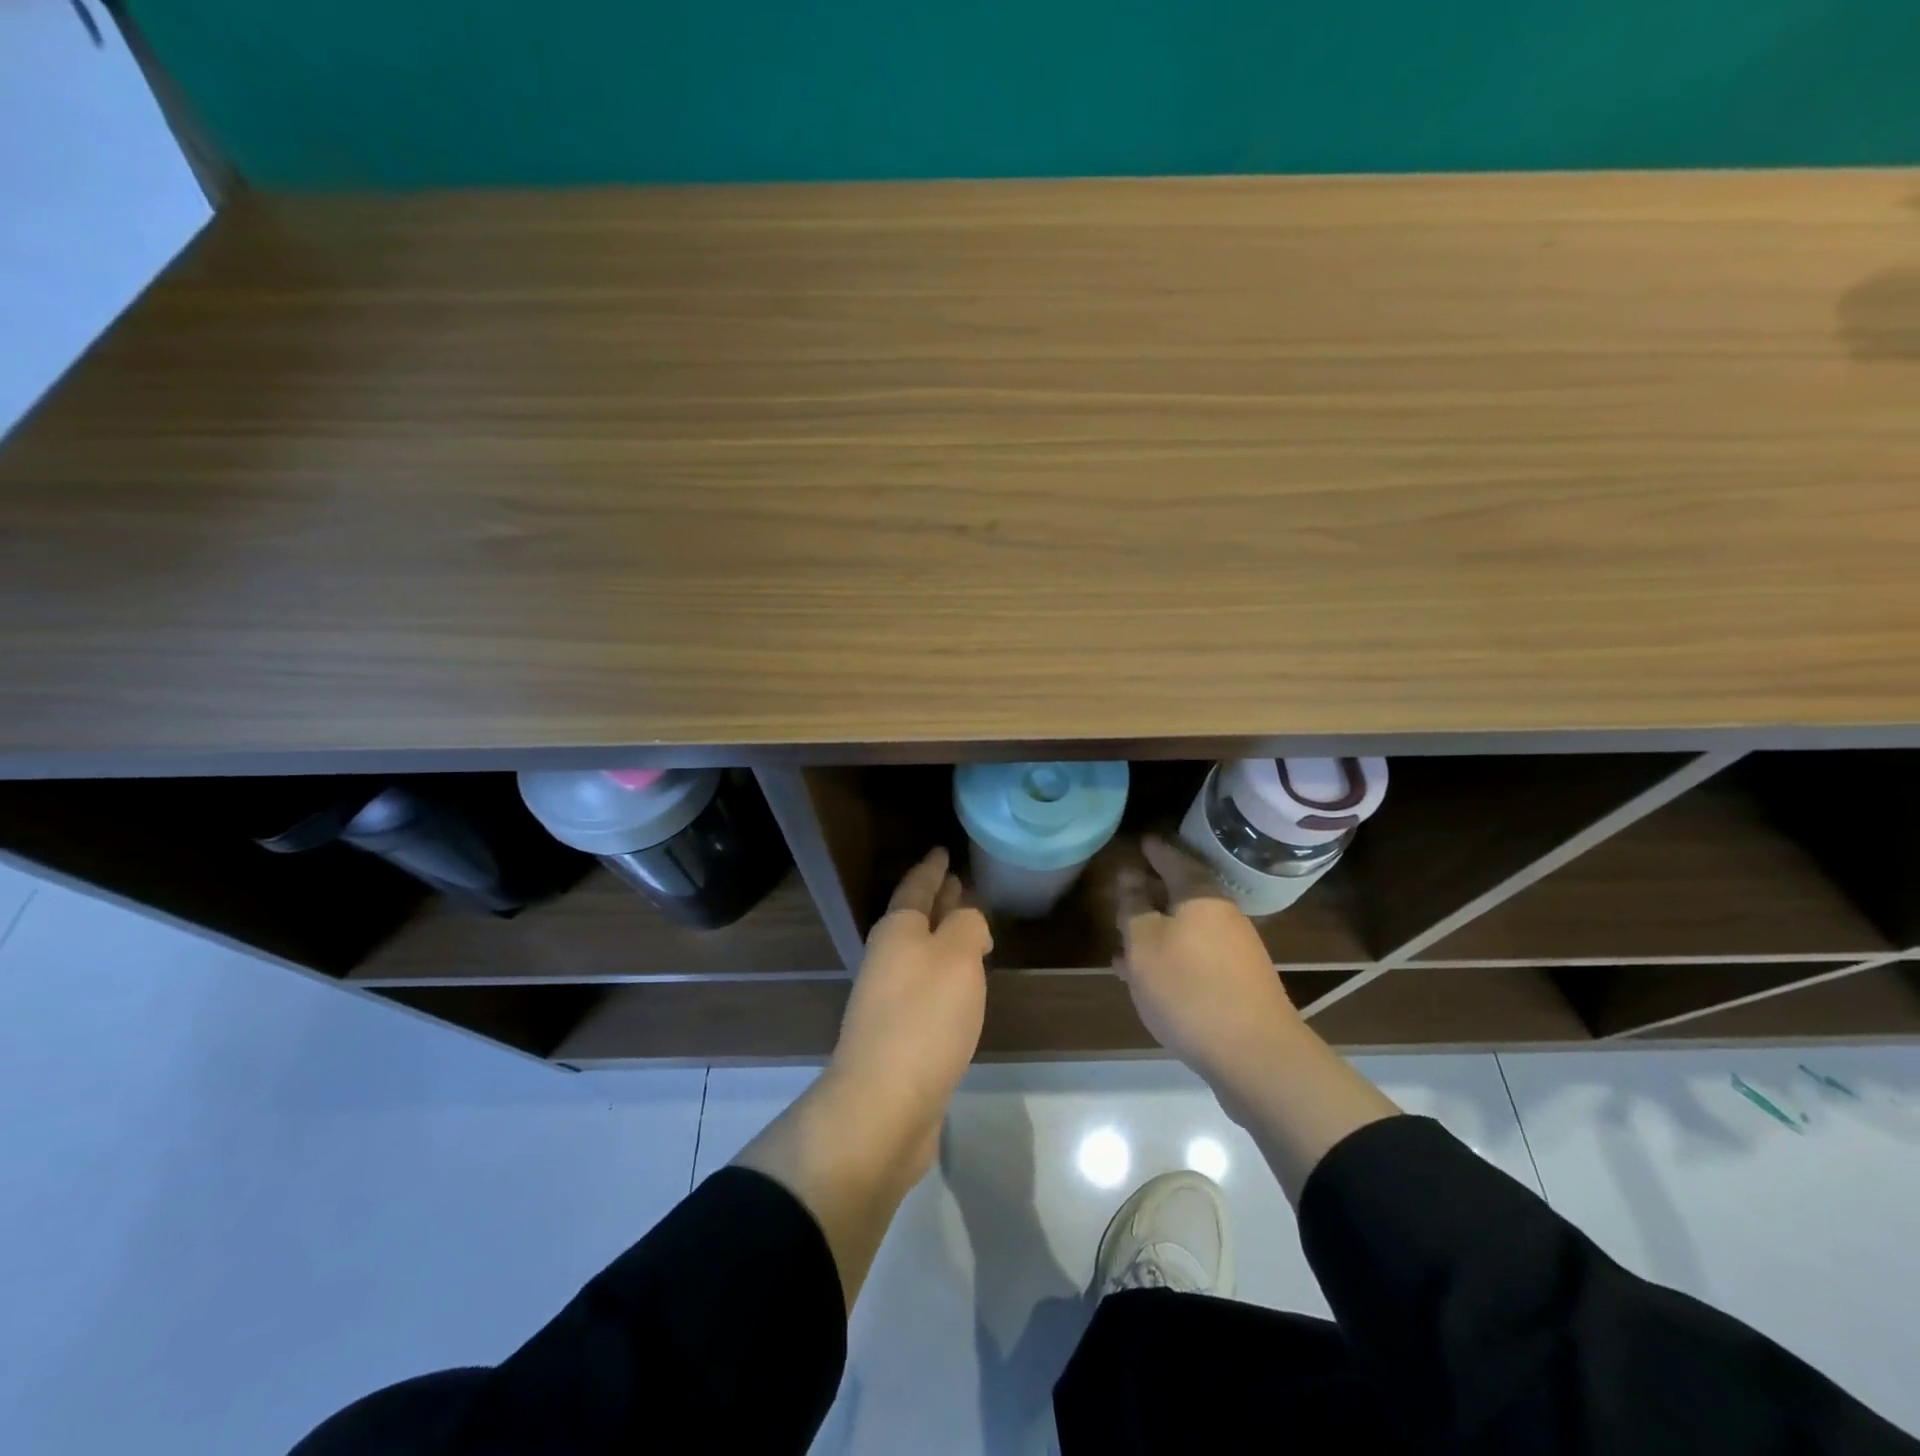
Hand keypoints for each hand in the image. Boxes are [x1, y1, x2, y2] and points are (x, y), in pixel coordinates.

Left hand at [826, 847, 992, 1176]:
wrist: (884, 1105)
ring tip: (970, 927)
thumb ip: (967, 926)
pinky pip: (927, 987)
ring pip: (922, 953)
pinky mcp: (900, 1036)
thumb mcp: (957, 956)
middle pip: (916, 919)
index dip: (931, 868)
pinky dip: (946, 975)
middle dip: (938, 900)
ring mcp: (890, 999)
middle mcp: (888, 959)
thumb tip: (968, 923)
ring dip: (943, 937)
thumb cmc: (924, 1018)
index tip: (942, 849)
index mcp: (897, 932)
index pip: (915, 887)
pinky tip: (963, 984)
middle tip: (959, 881)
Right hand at [1116, 835, 1305, 1097]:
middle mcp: (1223, 918)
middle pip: (1184, 896)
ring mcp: (1235, 953)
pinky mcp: (1238, 986)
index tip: (1142, 842)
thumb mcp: (1144, 943)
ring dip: (1157, 933)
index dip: (1156, 852)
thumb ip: (1133, 906)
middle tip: (1127, 891)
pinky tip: (1148, 980)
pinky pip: (1195, 959)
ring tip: (1124, 944)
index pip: (1175, 861)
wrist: (1254, 1055)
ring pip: (1187, 931)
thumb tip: (1130, 876)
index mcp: (1201, 897)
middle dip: (1154, 894)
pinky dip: (1170, 960)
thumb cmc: (1188, 987)